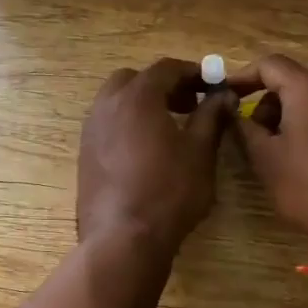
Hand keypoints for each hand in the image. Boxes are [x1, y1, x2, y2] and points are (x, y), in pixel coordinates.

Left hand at [78, 58, 235, 254]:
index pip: (166, 68)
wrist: (122, 238)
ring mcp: (91, 129)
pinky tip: (147, 150)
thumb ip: (211, 116)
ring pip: (116, 101)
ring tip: (170, 128)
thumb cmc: (169, 191)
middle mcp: (107, 105)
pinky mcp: (84, 154)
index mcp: (137, 96)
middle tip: (189, 105)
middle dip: (163, 86)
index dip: (192, 72)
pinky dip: (128, 124)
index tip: (212, 85)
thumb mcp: (200, 152)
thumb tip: (223, 95)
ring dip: (143, 104)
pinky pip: (107, 124)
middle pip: (135, 79)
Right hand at [228, 54, 307, 249]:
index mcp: (307, 87)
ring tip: (282, 139)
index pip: (269, 64)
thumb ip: (244, 127)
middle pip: (297, 71)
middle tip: (257, 120)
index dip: (243, 76)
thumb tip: (231, 108)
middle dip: (271, 90)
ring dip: (295, 103)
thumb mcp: (266, 160)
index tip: (227, 95)